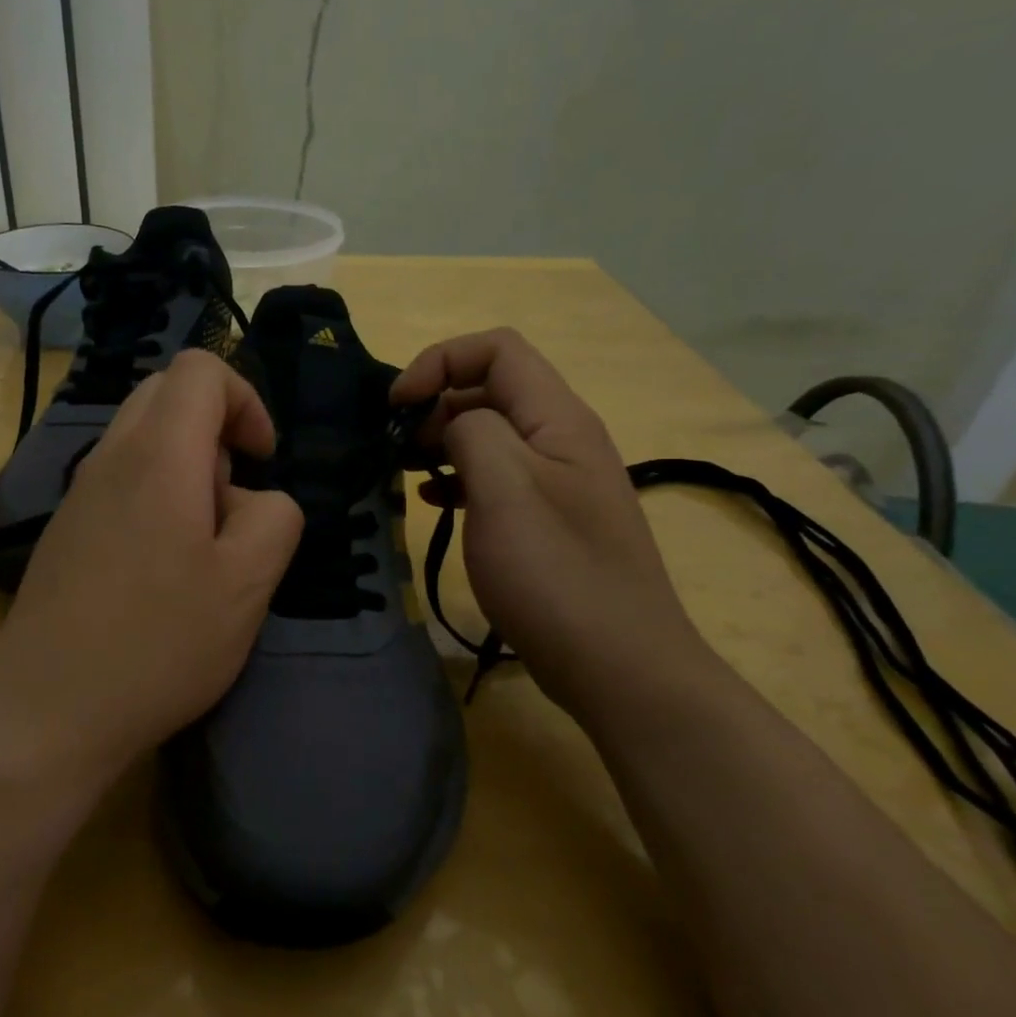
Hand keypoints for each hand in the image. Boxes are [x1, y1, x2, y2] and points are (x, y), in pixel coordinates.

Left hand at [0, 350, 302, 793]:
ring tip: (200, 547)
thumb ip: (274, 517)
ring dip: (187, 470)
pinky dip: (156, 499)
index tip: (261, 461)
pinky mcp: (67, 530)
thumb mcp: (247, 583)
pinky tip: (162, 573)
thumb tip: (254, 499)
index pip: (200, 370)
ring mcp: (80, 494)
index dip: (246, 401)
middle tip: (231, 501)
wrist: (47, 709)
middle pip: (167, 395)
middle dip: (216, 430)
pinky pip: (121, 482)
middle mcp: (110, 457)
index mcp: (158, 455)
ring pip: (143, 440)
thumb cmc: (158, 644)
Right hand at [391, 328, 711, 715]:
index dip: (440, 361)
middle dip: (436, 403)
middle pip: (493, 389)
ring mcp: (558, 484)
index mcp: (558, 419)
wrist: (619, 666)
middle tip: (397, 447)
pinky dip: (460, 479)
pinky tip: (435, 502)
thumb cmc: (555, 573)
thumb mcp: (505, 489)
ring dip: (444, 442)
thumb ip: (472, 433)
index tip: (396, 406)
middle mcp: (562, 440)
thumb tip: (453, 424)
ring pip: (492, 436)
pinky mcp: (549, 522)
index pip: (498, 350)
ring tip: (407, 472)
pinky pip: (498, 478)